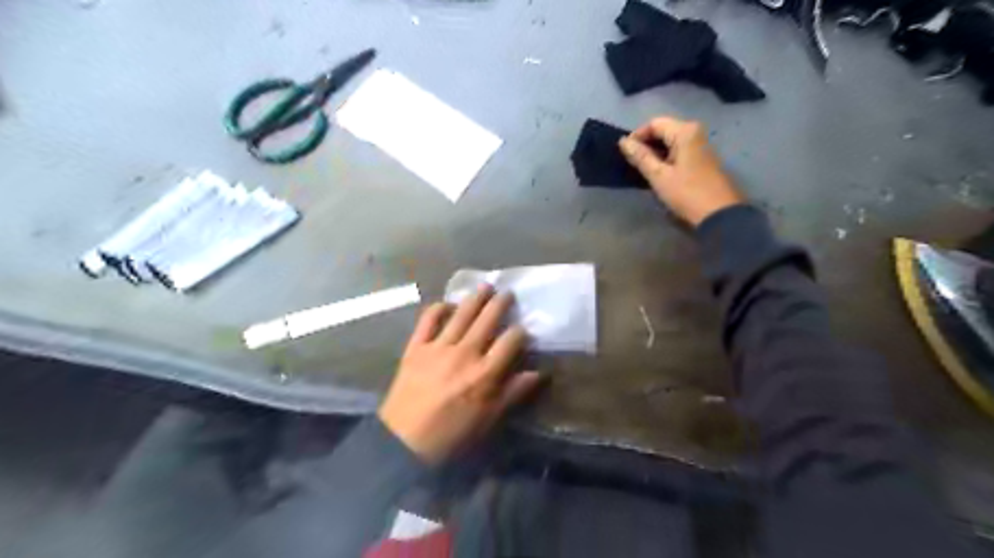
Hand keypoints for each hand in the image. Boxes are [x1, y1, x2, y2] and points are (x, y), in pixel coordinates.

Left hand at [377, 285, 541, 463]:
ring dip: (475, 298)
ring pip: (461, 314)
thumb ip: (513, 393)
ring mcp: (438, 347)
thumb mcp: (488, 419)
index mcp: (485, 373)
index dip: (520, 332)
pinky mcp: (416, 347)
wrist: (404, 442)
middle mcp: (464, 353)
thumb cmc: (451, 435)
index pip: (510, 342)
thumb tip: (538, 373)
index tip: (524, 329)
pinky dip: (439, 308)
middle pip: (487, 320)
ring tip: (485, 286)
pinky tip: (448, 304)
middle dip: (501, 304)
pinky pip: (428, 320)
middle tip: (508, 293)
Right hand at [619, 115, 739, 225]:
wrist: (719, 214)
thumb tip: (623, 141)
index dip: (637, 136)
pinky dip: (666, 159)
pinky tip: (659, 174)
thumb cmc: (687, 193)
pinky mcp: (702, 159)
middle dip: (646, 145)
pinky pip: (678, 151)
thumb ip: (640, 157)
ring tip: (643, 170)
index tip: (625, 154)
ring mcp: (701, 145)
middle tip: (633, 164)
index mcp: (685, 132)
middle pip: (663, 131)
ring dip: (655, 153)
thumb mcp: (659, 176)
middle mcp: (695, 132)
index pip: (654, 123)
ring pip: (670, 142)